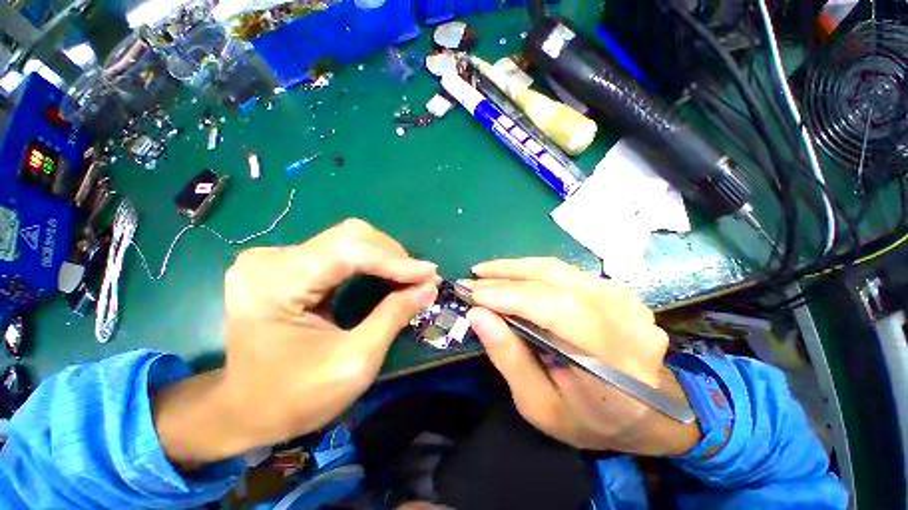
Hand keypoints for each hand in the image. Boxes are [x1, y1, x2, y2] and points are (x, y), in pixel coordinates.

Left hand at [154, 219, 437, 467]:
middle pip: (350, 236)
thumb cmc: (294, 397)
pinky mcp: (286, 264)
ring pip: (348, 239)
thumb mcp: (354, 362)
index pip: (349, 253)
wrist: (244, 410)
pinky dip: (370, 261)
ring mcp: (276, 258)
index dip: (395, 262)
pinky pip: (339, 250)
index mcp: (276, 284)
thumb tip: (429, 286)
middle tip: (420, 278)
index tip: (431, 274)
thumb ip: (394, 316)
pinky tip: (386, 275)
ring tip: (408, 277)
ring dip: (384, 256)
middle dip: (392, 256)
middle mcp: (271, 259)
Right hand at [465, 258, 699, 455]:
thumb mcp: (540, 406)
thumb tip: (478, 315)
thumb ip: (509, 359)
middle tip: (473, 277)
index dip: (511, 296)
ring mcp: (625, 299)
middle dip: (507, 275)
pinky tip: (512, 277)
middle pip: (557, 280)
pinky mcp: (615, 289)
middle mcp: (626, 321)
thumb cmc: (590, 419)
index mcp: (613, 364)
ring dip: (516, 268)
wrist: (646, 411)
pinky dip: (532, 271)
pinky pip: (564, 272)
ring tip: (486, 273)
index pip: (558, 311)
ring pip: (558, 269)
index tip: (474, 294)